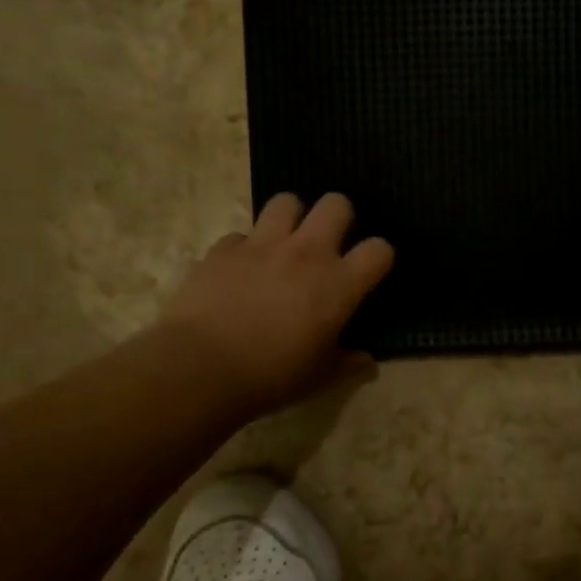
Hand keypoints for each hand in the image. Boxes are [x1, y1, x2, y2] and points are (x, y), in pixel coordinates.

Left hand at [159, 192, 392, 417]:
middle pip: (336, 204)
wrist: (200, 369)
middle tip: (328, 243)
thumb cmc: (271, 376)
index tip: (369, 271)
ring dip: (290, 218)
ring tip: (283, 242)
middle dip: (338, 216)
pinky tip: (239, 270)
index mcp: (338, 284)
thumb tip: (367, 361)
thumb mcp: (320, 378)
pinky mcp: (223, 249)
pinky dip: (244, 249)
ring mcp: (262, 245)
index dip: (379, 256)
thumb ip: (348, 364)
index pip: (379, 249)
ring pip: (286, 201)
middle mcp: (306, 253)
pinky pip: (240, 235)